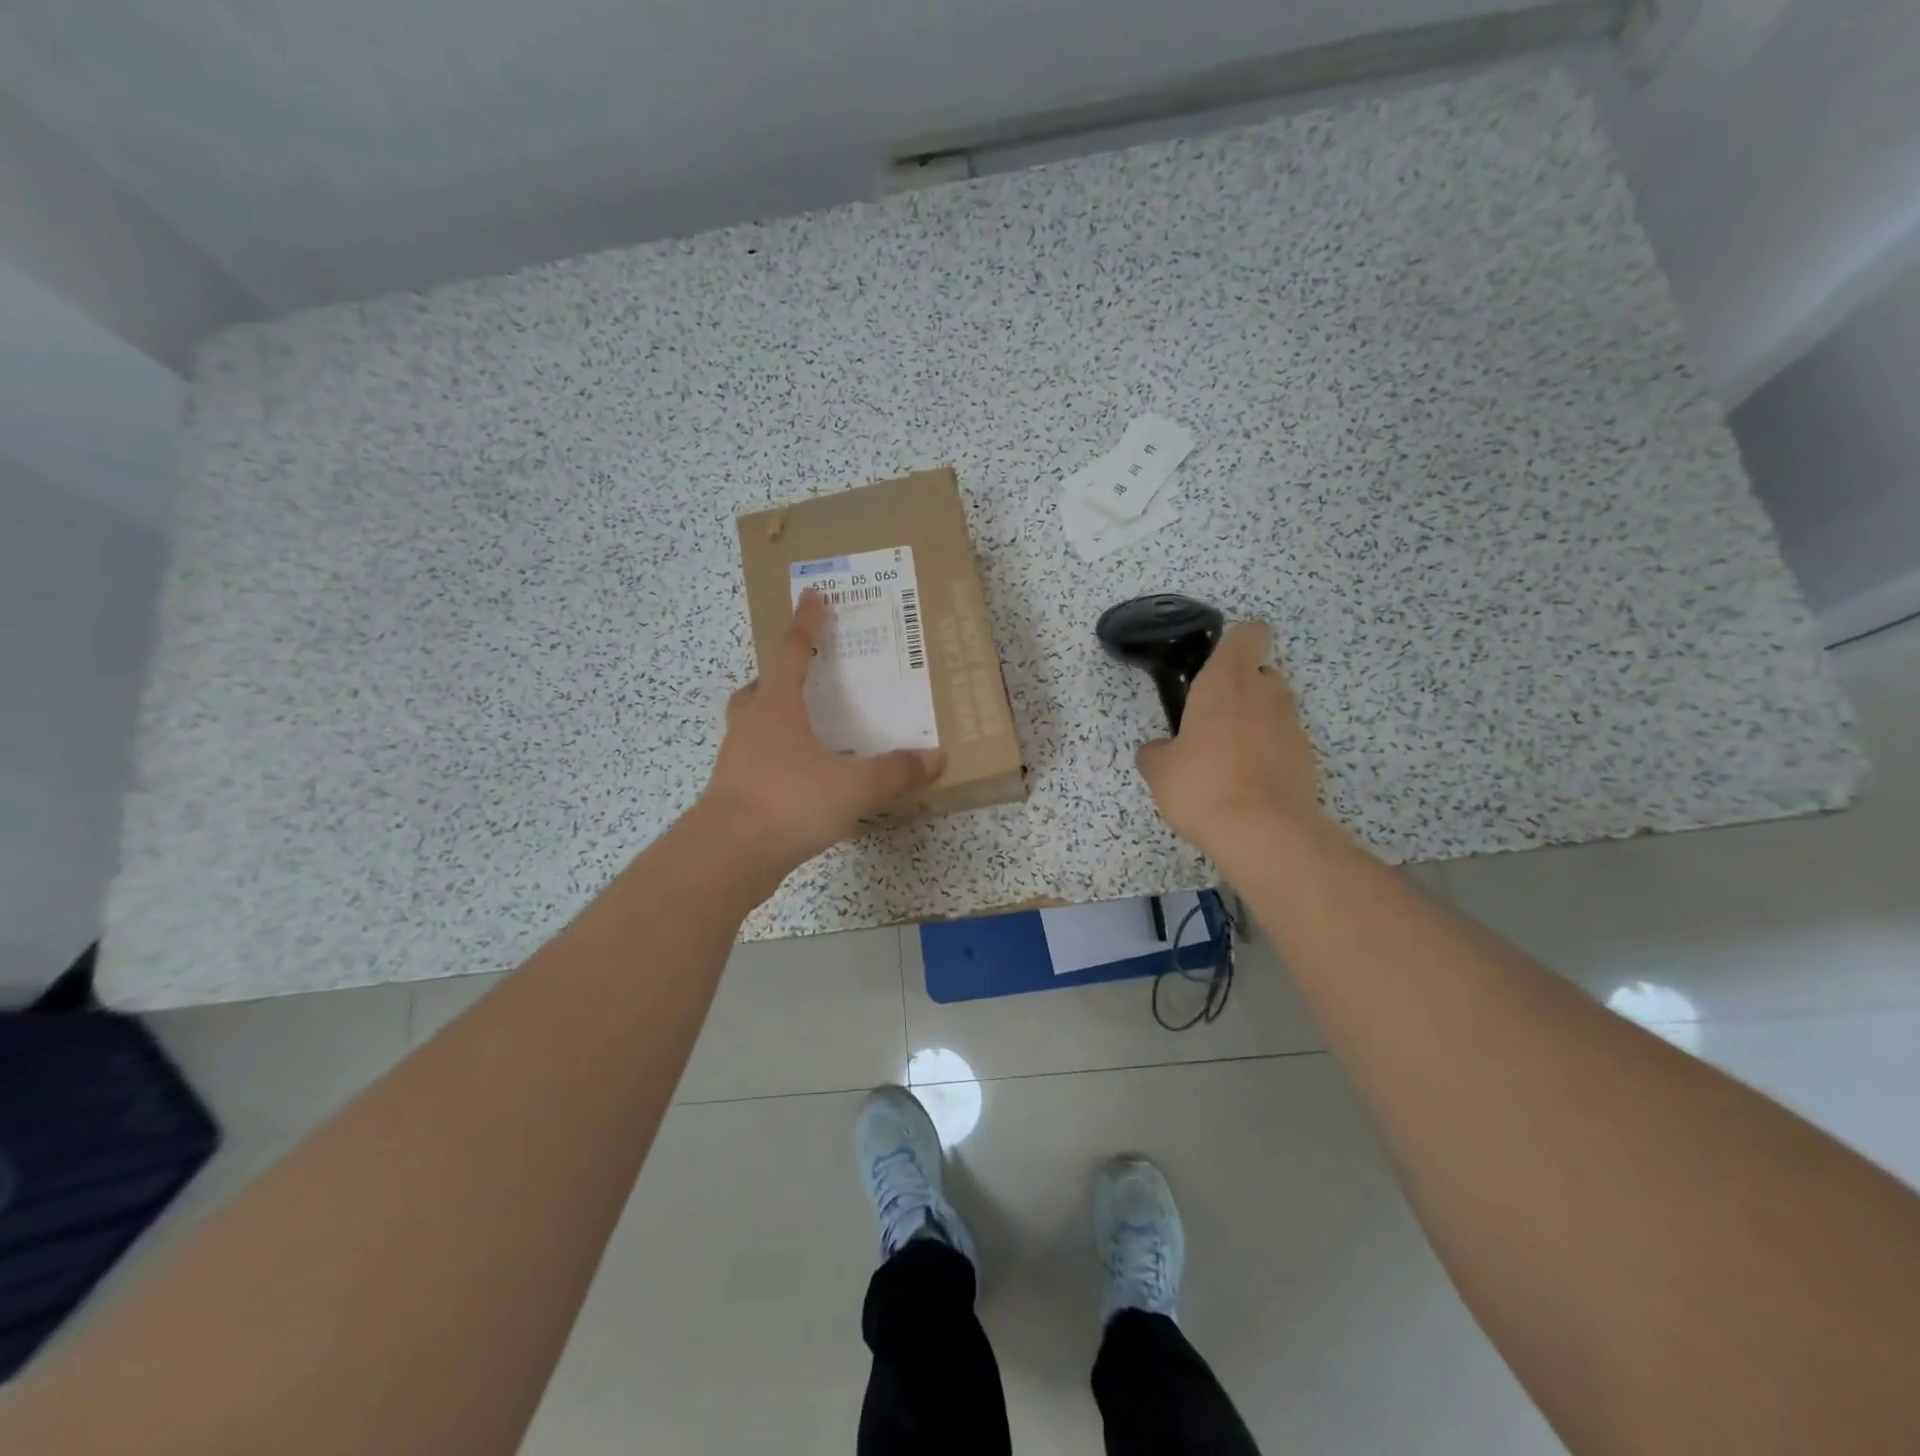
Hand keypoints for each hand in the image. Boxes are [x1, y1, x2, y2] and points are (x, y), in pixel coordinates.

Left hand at [698, 589, 945, 874]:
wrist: (728, 855)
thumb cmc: (789, 802)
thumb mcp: (854, 786)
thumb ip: (895, 772)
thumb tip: (935, 759)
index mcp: (777, 707)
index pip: (792, 651)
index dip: (806, 623)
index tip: (812, 595)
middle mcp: (752, 724)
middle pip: (760, 687)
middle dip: (779, 675)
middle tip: (802, 675)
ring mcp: (737, 758)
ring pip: (753, 725)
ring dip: (774, 718)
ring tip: (804, 728)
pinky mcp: (733, 791)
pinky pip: (755, 760)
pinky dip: (775, 757)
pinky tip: (799, 777)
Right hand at [1135, 621, 1330, 854]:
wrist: (1264, 833)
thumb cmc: (1203, 785)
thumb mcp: (1159, 769)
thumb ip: (1157, 750)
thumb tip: (1160, 750)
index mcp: (1226, 681)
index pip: (1247, 634)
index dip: (1235, 642)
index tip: (1215, 663)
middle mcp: (1265, 692)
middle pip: (1259, 673)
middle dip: (1239, 689)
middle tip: (1211, 720)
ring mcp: (1291, 725)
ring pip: (1272, 708)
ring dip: (1253, 722)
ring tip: (1227, 758)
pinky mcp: (1306, 757)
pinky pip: (1282, 742)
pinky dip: (1267, 753)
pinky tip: (1245, 783)